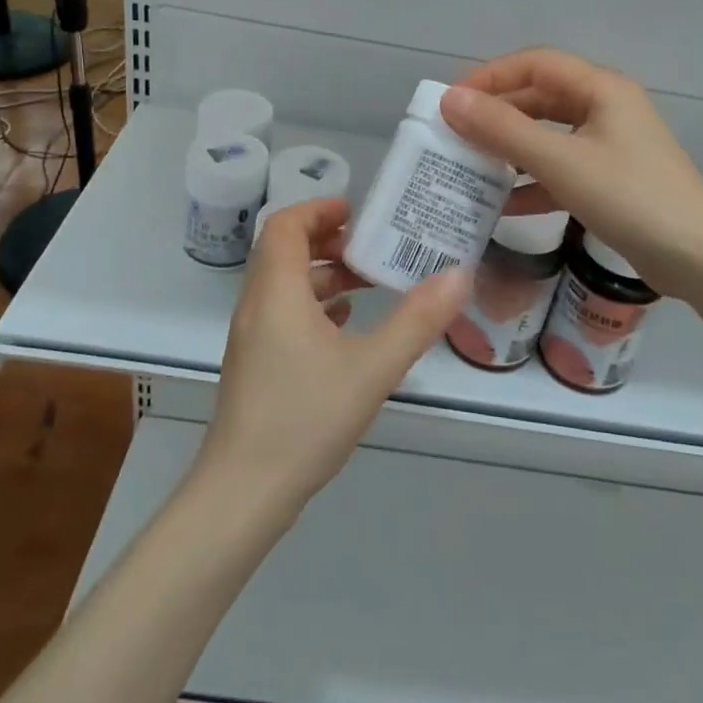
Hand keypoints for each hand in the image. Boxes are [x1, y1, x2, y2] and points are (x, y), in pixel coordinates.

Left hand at [199, 198, 471, 517]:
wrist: (244, 493)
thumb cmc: (305, 419)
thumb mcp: (373, 368)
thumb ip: (417, 320)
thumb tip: (459, 273)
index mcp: (276, 292)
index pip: (286, 225)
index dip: (319, 209)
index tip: (358, 213)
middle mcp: (256, 306)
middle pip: (284, 251)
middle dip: (327, 241)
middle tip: (371, 247)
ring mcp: (251, 338)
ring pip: (283, 285)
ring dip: (322, 275)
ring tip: (368, 284)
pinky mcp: (254, 365)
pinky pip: (282, 314)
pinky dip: (312, 305)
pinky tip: (345, 326)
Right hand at [441, 49, 702, 302]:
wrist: (701, 258)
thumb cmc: (631, 197)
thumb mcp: (561, 161)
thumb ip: (503, 130)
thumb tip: (450, 100)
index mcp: (601, 89)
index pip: (535, 63)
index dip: (490, 76)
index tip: (450, 101)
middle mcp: (606, 109)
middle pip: (540, 98)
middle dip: (497, 115)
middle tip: (453, 136)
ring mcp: (611, 146)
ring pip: (549, 136)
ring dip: (510, 149)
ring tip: (469, 167)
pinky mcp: (611, 181)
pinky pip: (561, 169)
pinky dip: (532, 182)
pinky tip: (502, 205)